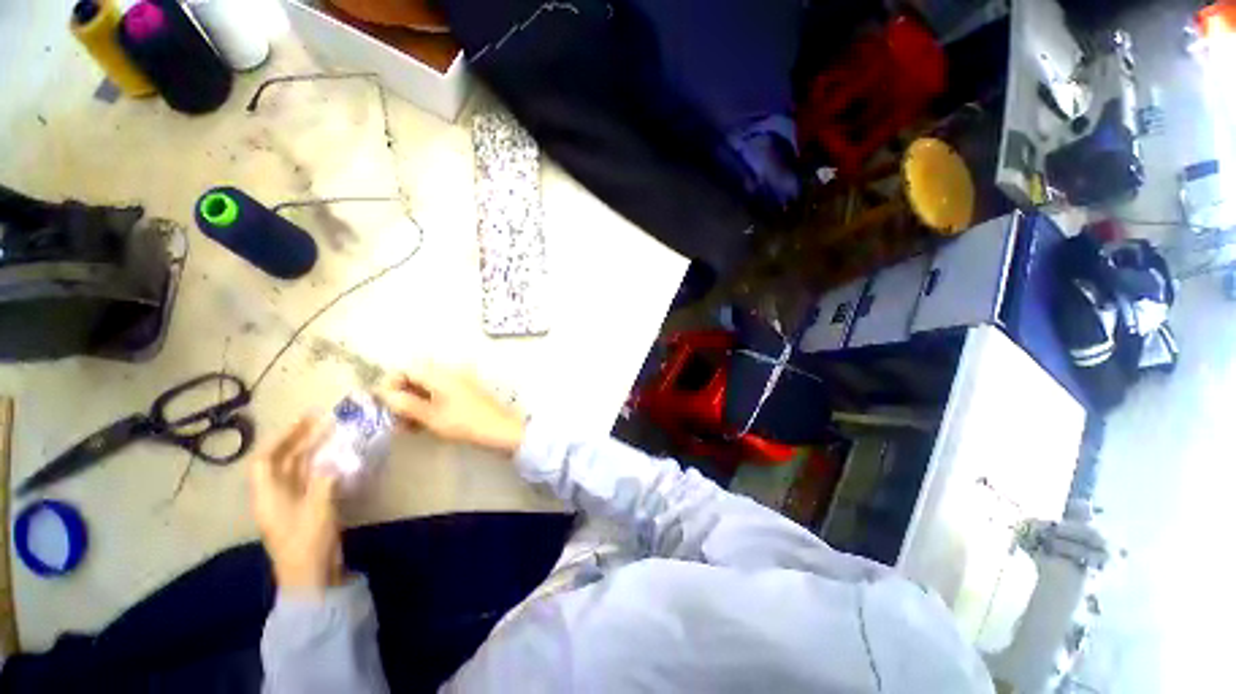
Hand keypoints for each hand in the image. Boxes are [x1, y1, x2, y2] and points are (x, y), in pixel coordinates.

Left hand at [250, 413, 343, 592]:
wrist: (311, 575)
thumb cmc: (307, 542)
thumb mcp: (317, 509)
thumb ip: (325, 480)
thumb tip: (334, 458)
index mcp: (268, 496)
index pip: (264, 461)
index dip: (280, 439)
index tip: (302, 422)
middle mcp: (276, 495)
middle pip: (282, 462)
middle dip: (299, 440)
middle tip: (321, 421)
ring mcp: (292, 502)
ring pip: (299, 469)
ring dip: (313, 451)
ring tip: (332, 433)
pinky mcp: (307, 508)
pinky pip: (312, 479)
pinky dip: (323, 466)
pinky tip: (338, 458)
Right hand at [374, 366, 525, 456]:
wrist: (501, 429)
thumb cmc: (465, 423)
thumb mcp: (431, 417)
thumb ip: (405, 404)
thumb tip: (384, 394)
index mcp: (441, 373)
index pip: (407, 368)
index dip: (390, 383)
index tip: (382, 403)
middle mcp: (450, 372)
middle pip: (417, 377)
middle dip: (402, 396)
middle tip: (393, 418)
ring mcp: (460, 382)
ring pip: (428, 387)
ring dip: (414, 403)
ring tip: (406, 426)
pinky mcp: (466, 393)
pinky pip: (440, 394)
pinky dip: (428, 405)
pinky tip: (421, 424)